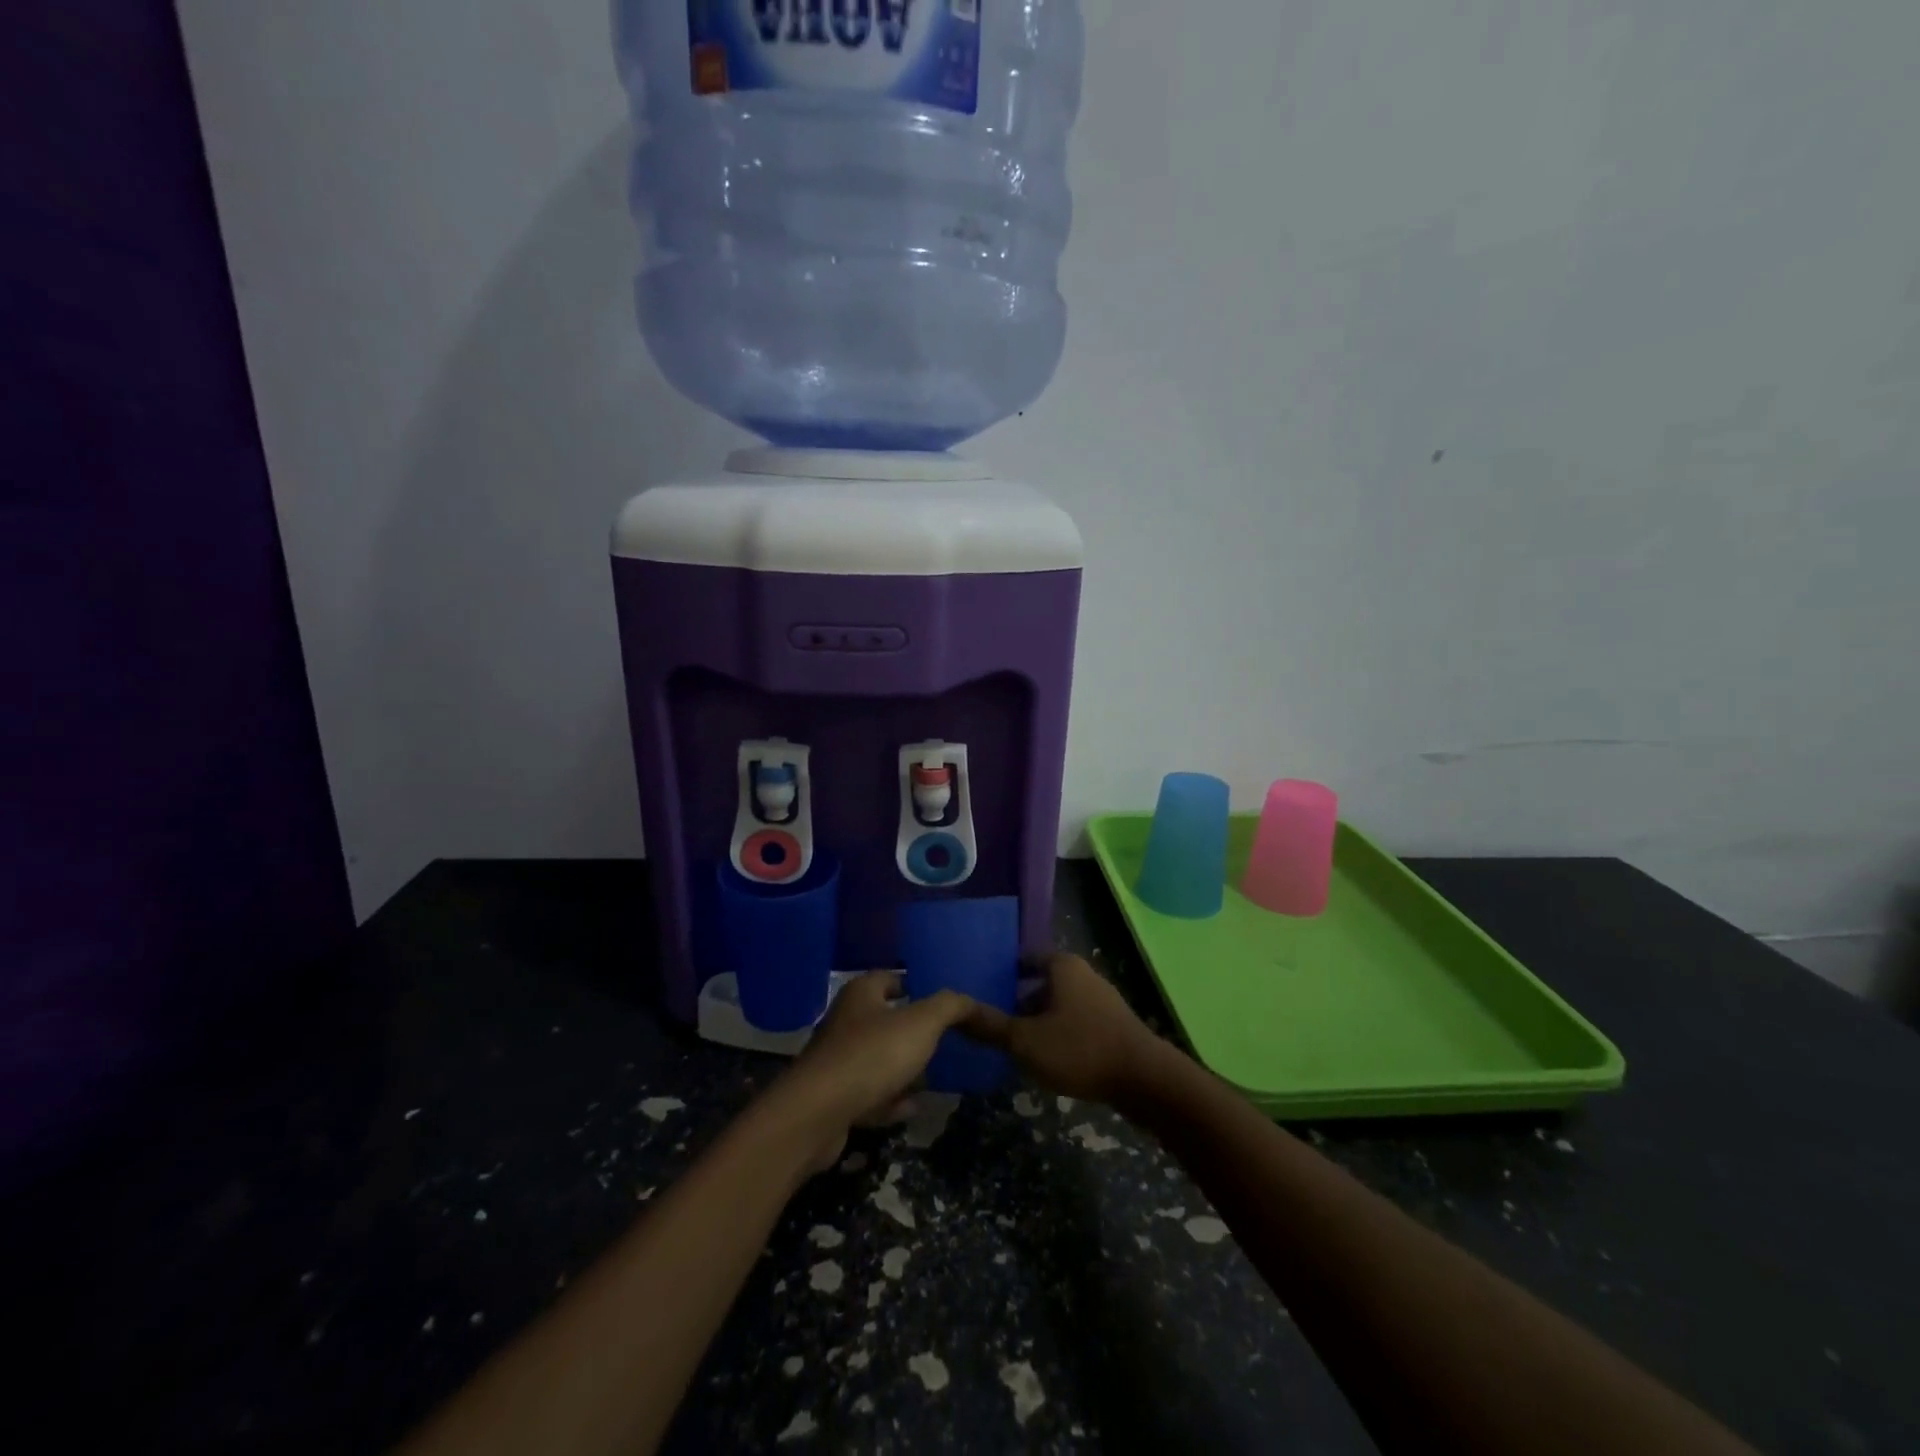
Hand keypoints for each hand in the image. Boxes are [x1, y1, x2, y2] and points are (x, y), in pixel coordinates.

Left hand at [775, 972, 978, 1170]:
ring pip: (880, 1059)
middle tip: (948, 1041)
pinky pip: (871, 1094)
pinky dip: (891, 1100)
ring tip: (936, 1076)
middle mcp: (846, 1021)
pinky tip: (912, 1108)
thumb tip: (971, 1002)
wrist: (818, 1115)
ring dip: (905, 1069)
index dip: (919, 986)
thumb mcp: (921, 1023)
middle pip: (887, 1020)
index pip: (893, 978)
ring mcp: (838, 1061)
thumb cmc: (871, 1055)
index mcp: (862, 993)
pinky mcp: (835, 1098)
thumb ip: (951, 1007)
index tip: (946, 1003)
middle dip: (916, 1032)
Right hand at [960, 954, 1169, 1104]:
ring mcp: (1101, 999)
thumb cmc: (1080, 1049)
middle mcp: (1082, 974)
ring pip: (1058, 1004)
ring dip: (1037, 1020)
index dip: (1000, 972)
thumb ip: (989, 1026)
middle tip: (991, 1021)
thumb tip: (953, 1012)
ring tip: (1013, 1043)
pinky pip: (1075, 1021)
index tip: (979, 990)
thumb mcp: (1025, 1041)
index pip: (1023, 958)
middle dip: (1017, 1000)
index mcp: (1061, 966)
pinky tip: (1046, 1058)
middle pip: (1040, 982)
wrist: (1145, 1080)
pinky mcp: (1112, 1025)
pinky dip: (1057, 1033)